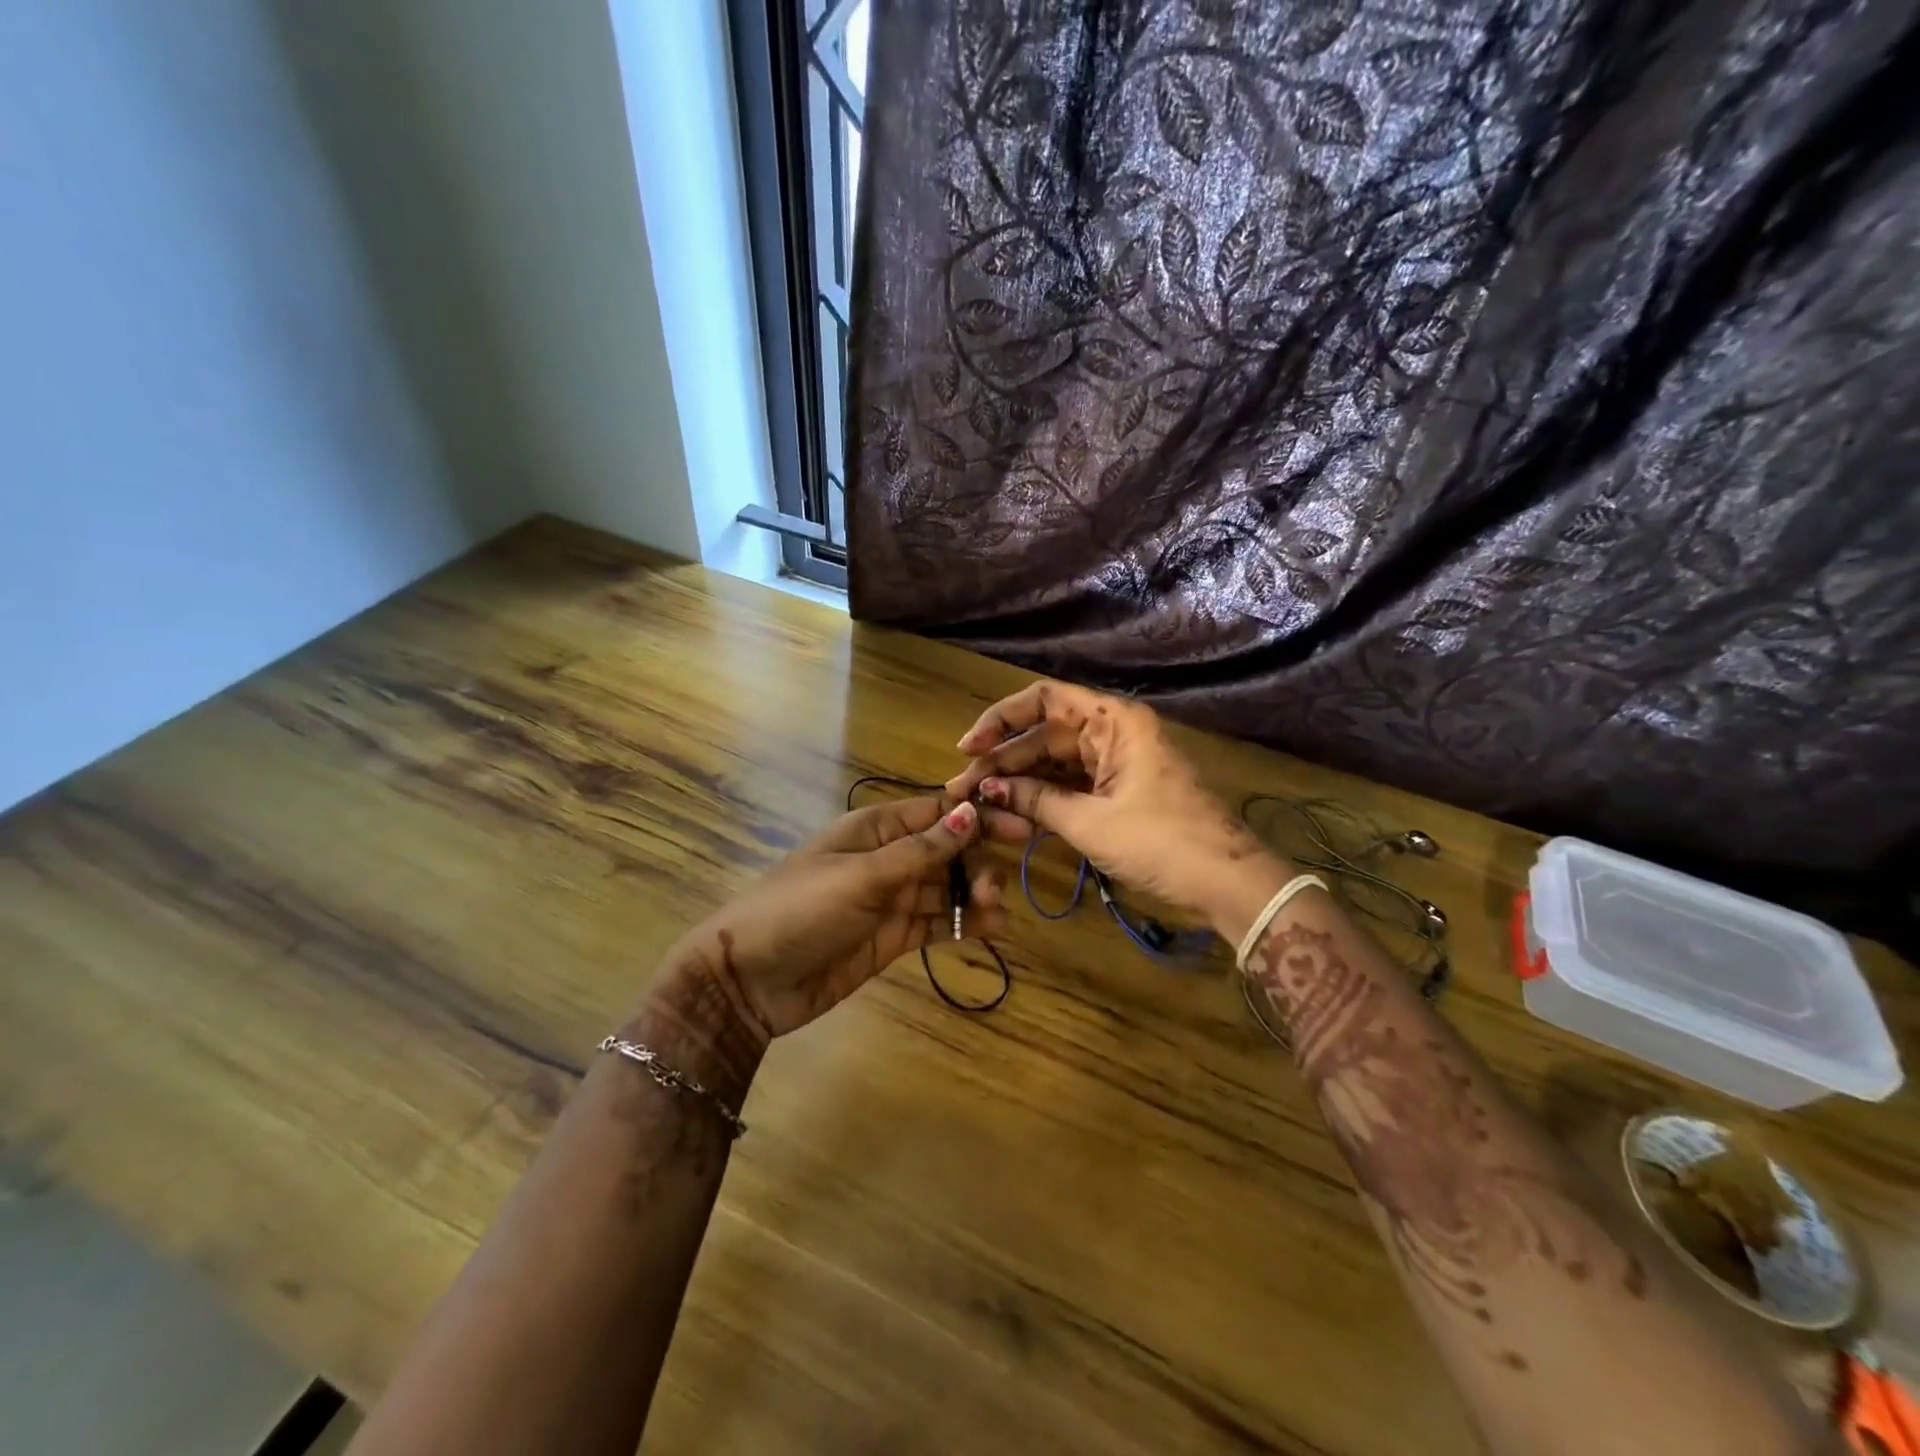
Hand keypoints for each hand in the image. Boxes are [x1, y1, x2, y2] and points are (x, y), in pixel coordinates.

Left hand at [656, 796, 1013, 1046]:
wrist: (748, 981)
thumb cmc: (799, 910)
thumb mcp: (860, 876)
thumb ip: (919, 850)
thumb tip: (969, 812)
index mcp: (874, 829)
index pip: (935, 811)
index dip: (976, 814)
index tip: (1019, 822)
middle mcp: (886, 858)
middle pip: (946, 849)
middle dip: (977, 859)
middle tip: (1001, 883)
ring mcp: (889, 899)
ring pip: (945, 888)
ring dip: (974, 894)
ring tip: (996, 910)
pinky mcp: (891, 937)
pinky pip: (936, 923)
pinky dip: (964, 924)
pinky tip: (991, 929)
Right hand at [944, 681, 1293, 940]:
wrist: (1227, 883)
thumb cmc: (1161, 842)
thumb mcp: (1091, 822)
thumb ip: (1035, 801)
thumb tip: (985, 791)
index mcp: (1113, 721)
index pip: (1043, 700)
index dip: (1000, 720)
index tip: (969, 749)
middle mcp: (1112, 732)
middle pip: (1044, 735)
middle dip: (1002, 762)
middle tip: (961, 790)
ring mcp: (1116, 762)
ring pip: (1054, 762)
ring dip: (1018, 781)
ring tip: (977, 803)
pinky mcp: (1118, 790)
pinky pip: (1071, 784)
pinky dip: (1043, 797)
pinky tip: (1011, 811)